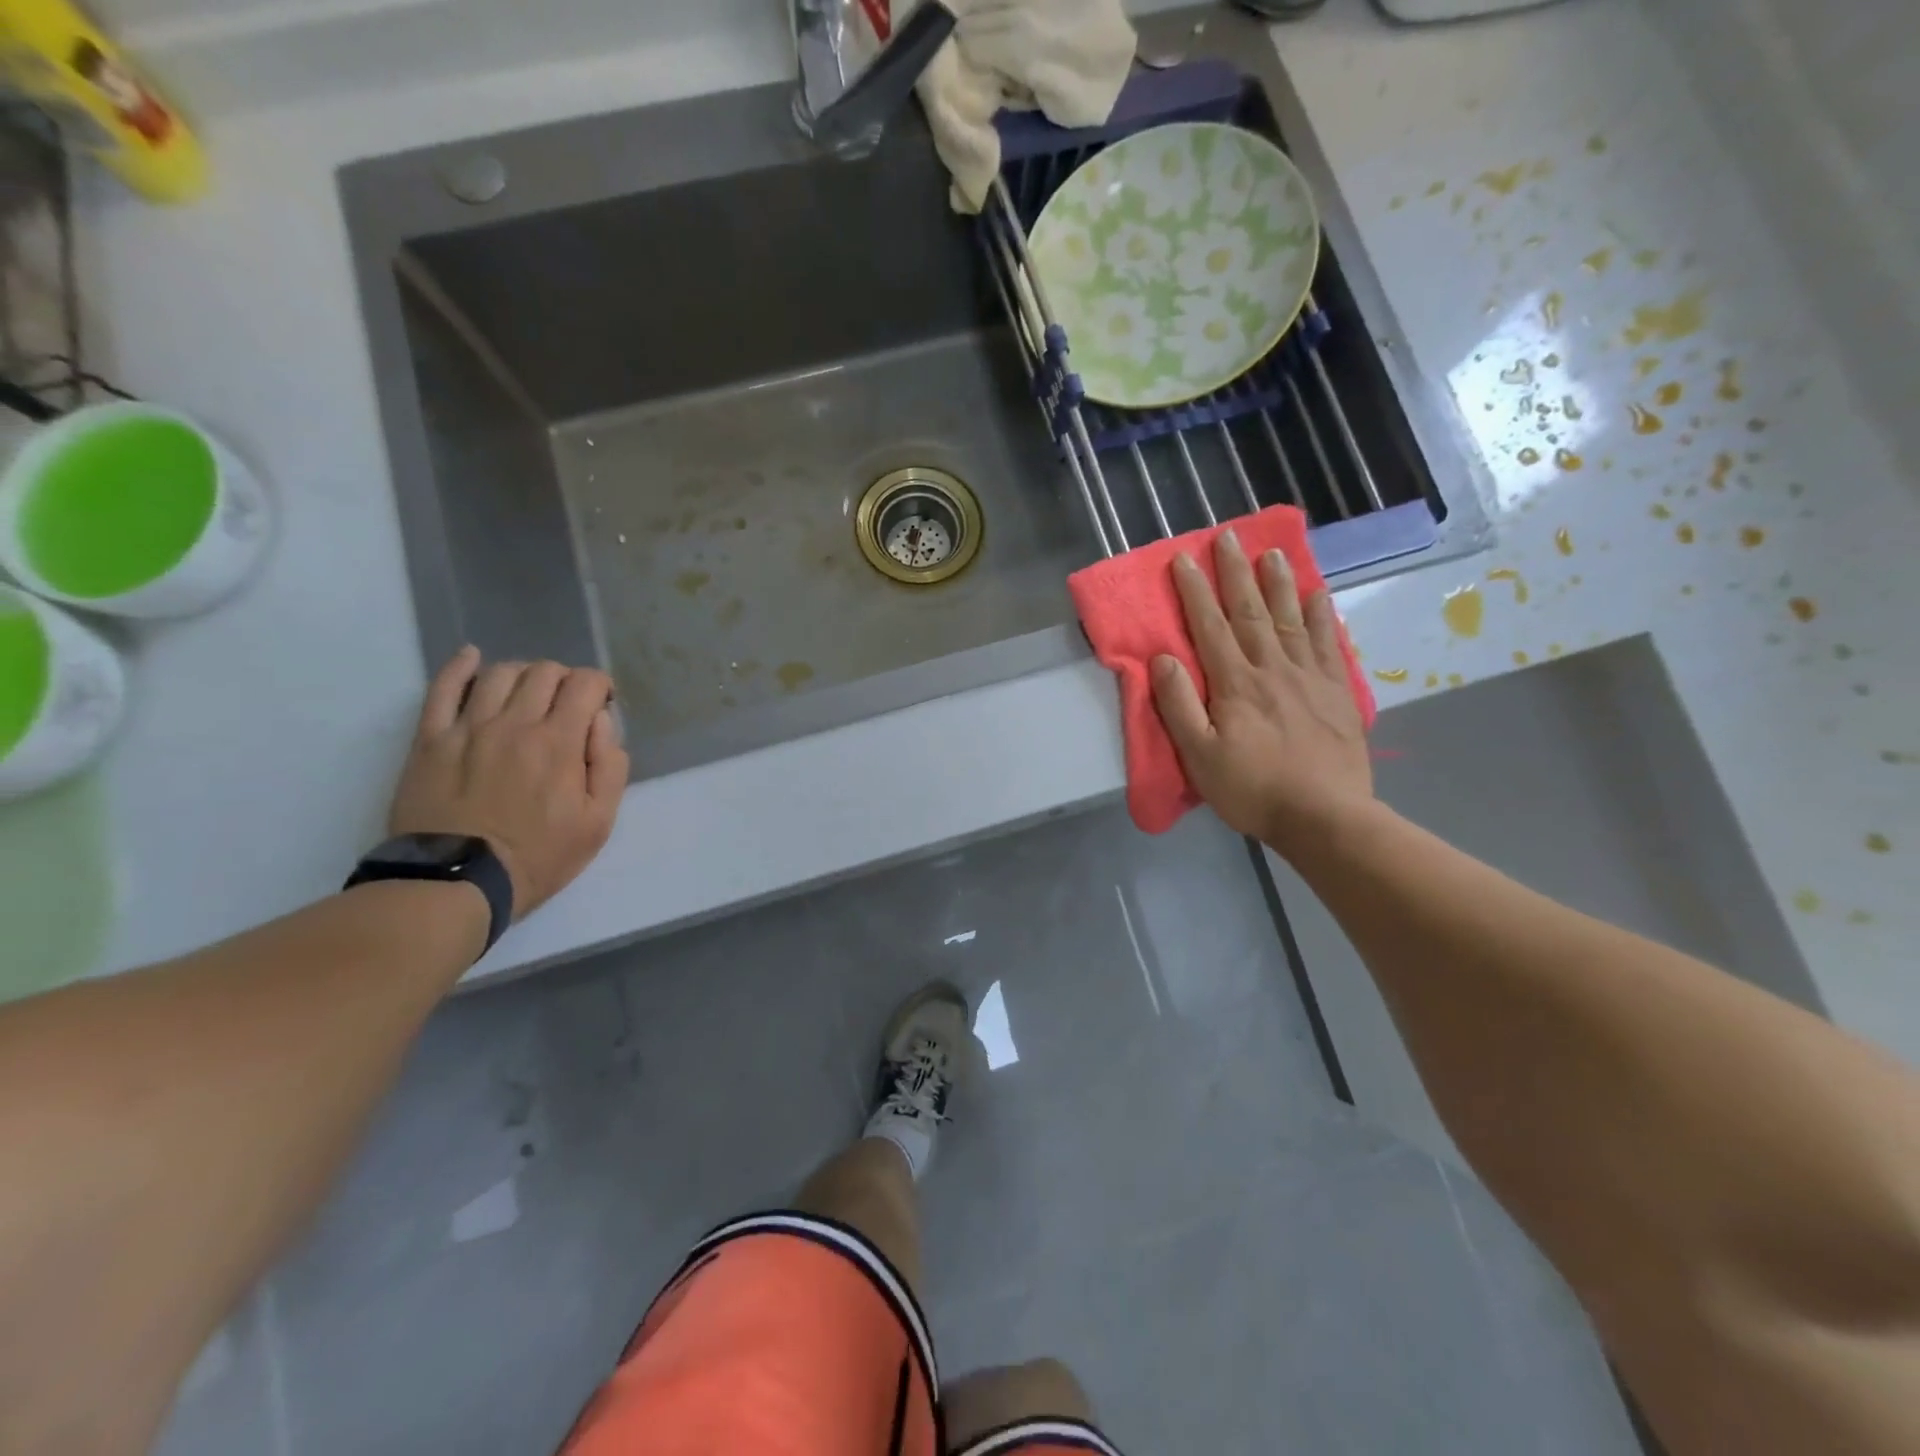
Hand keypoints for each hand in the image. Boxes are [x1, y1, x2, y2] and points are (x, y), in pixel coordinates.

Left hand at [388, 649, 627, 918]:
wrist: (457, 881)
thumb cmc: (538, 857)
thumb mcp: (598, 822)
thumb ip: (610, 766)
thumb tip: (601, 722)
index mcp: (559, 742)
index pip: (584, 684)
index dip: (599, 685)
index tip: (601, 703)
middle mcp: (514, 723)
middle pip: (544, 671)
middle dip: (565, 679)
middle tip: (568, 704)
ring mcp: (468, 727)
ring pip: (500, 673)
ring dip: (523, 674)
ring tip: (528, 694)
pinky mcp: (431, 739)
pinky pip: (442, 688)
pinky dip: (460, 666)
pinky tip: (472, 658)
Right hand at [1149, 531, 1373, 856]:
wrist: (1325, 817)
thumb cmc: (1252, 790)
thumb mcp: (1199, 756)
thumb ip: (1178, 706)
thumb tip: (1163, 658)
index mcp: (1235, 684)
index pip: (1210, 627)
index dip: (1195, 592)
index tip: (1183, 559)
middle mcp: (1272, 668)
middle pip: (1251, 612)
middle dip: (1236, 573)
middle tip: (1229, 537)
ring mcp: (1309, 676)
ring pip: (1291, 618)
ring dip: (1279, 583)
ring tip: (1273, 552)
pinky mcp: (1337, 691)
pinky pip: (1328, 643)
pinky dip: (1322, 616)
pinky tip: (1319, 595)